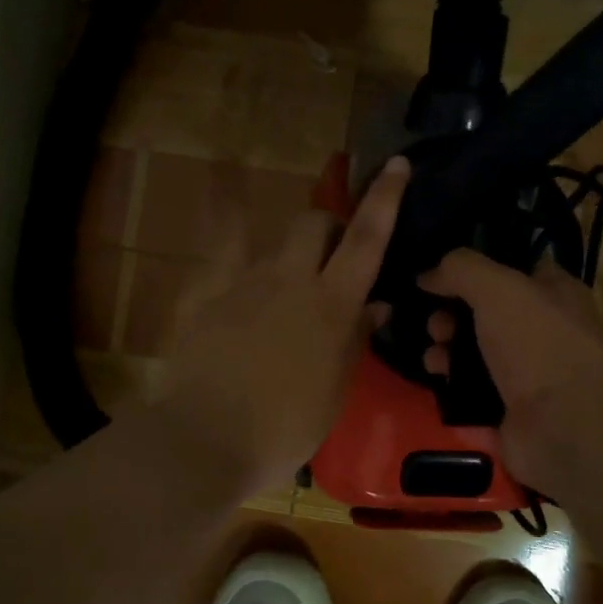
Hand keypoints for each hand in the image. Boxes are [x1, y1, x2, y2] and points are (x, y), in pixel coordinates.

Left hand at [153, 157, 410, 494]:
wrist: (206, 439)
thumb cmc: (285, 428)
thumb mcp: (335, 390)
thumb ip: (355, 339)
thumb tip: (376, 305)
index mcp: (332, 305)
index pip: (367, 239)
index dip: (385, 199)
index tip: (396, 165)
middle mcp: (290, 280)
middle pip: (313, 223)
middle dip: (329, 226)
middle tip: (333, 257)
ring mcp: (244, 283)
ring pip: (274, 245)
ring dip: (289, 257)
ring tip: (284, 296)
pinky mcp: (207, 296)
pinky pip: (223, 259)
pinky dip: (233, 254)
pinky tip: (235, 271)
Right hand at [419, 248, 602, 489]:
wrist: (563, 427)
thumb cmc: (537, 343)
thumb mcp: (497, 287)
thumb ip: (459, 269)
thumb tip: (426, 275)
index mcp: (554, 295)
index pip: (513, 270)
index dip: (477, 269)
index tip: (439, 275)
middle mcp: (543, 335)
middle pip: (484, 317)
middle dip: (450, 318)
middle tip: (435, 327)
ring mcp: (527, 380)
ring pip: (474, 360)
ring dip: (445, 356)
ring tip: (433, 361)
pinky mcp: (509, 417)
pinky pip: (470, 400)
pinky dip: (450, 395)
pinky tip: (436, 389)